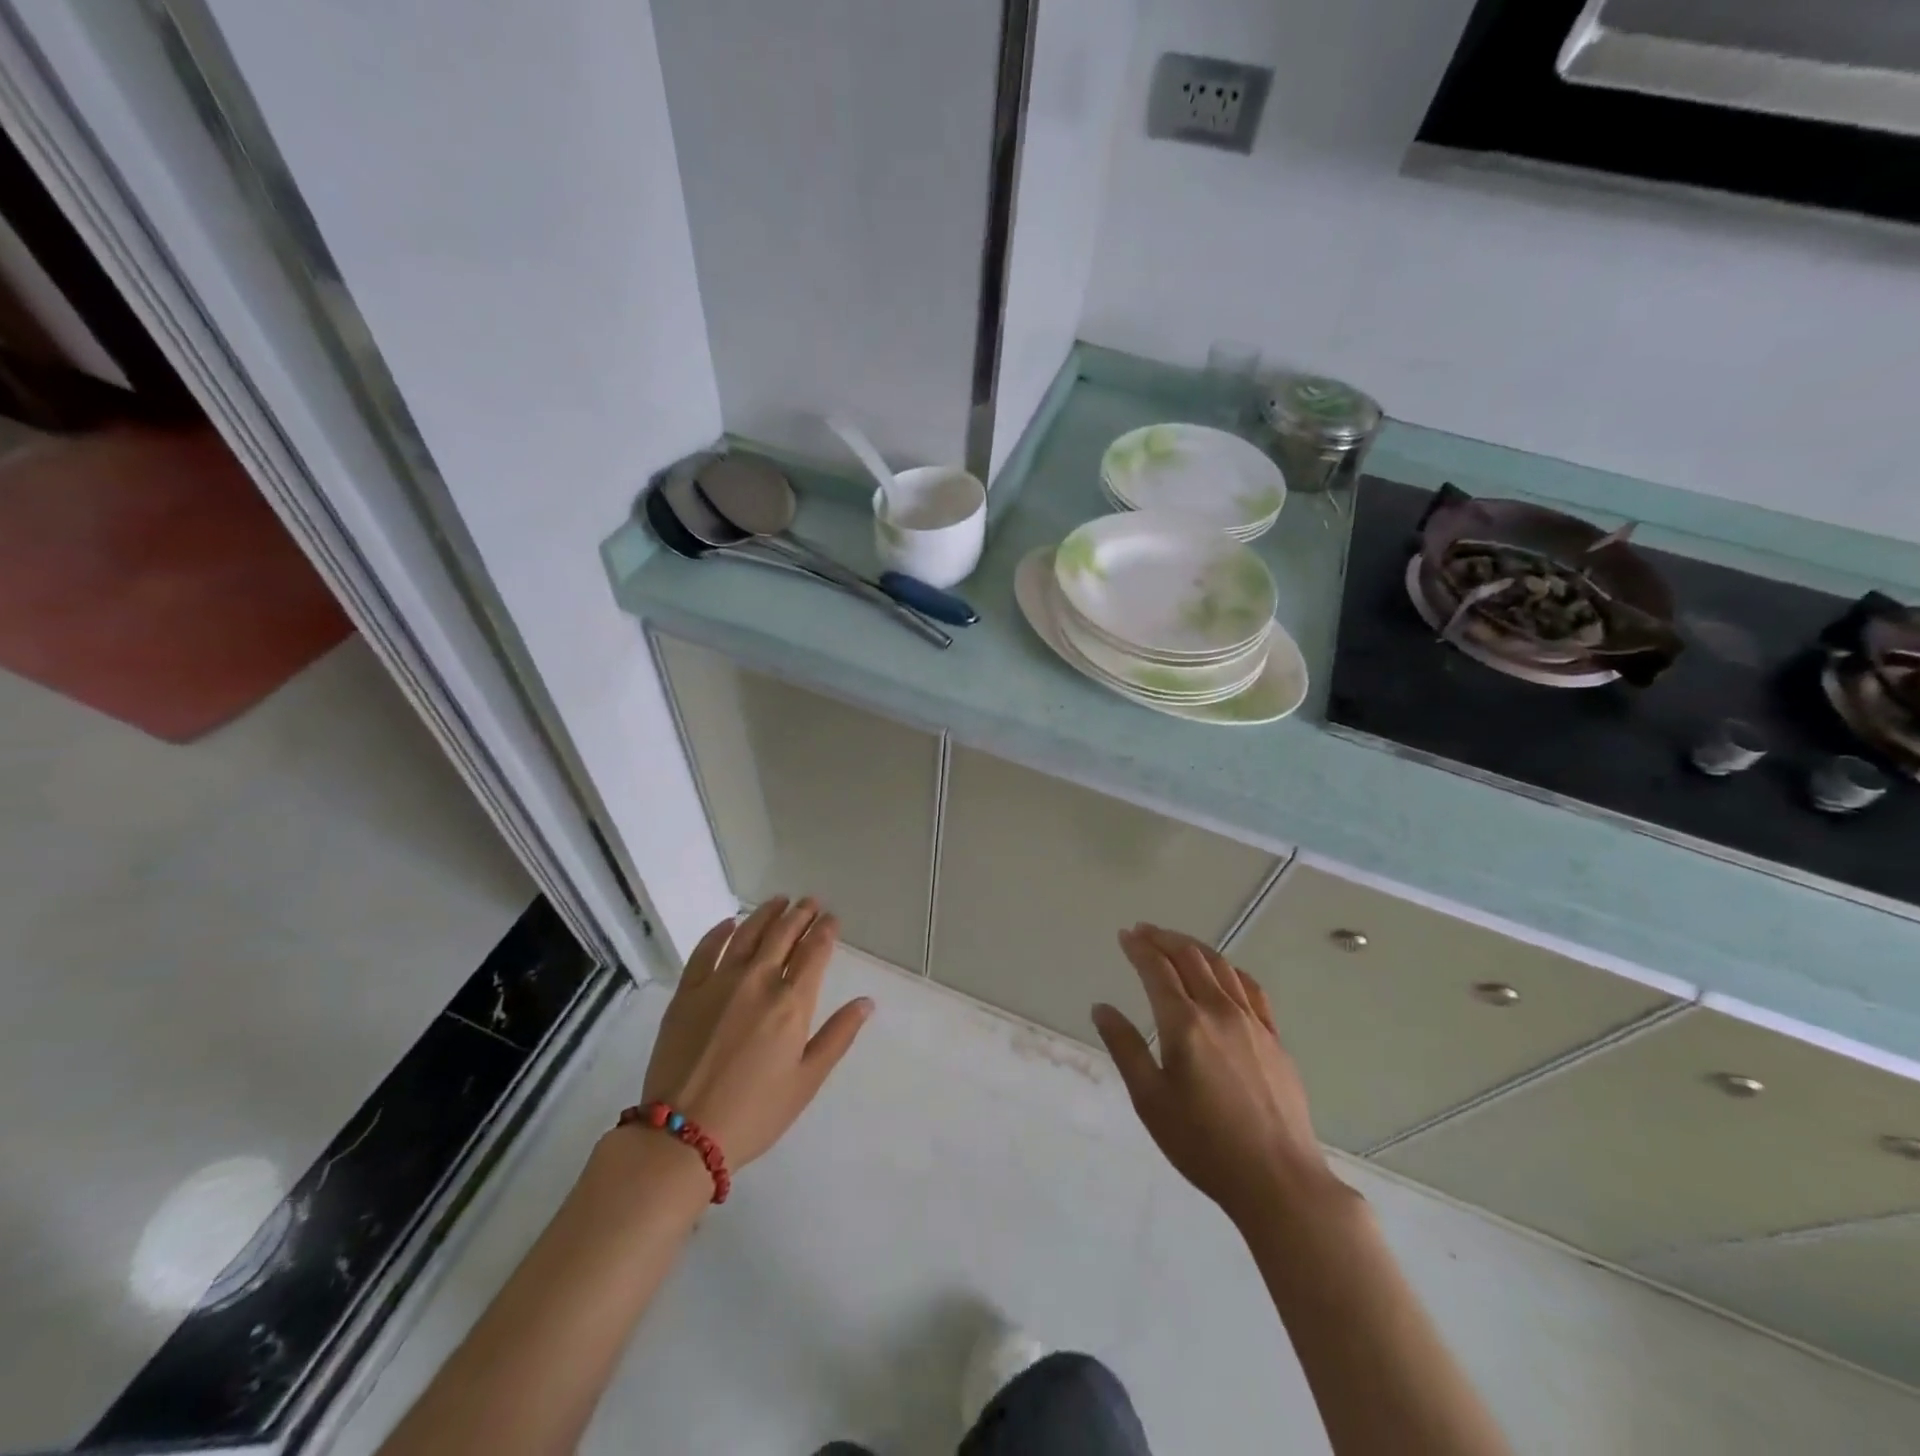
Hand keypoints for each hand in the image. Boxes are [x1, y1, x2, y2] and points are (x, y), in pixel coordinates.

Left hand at [640, 896, 871, 1169]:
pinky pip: (705, 950)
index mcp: (792, 1003)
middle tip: (810, 902)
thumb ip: (838, 1036)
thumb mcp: (806, 1081)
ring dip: (767, 913)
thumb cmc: (754, 1113)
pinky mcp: (687, 992)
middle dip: (801, 914)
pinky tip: (729, 923)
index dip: (825, 930)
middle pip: (784, 934)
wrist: (682, 1135)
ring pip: (748, 933)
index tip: (832, 919)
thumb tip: (866, 1002)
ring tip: (779, 900)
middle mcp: (758, 981)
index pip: (814, 951)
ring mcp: (719, 982)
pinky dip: (719, 931)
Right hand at [1092, 924, 1344, 1226]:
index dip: (1138, 948)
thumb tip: (1101, 1008)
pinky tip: (1224, 974)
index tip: (1124, 935)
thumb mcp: (1150, 1100)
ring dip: (1194, 947)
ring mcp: (1252, 1022)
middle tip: (1143, 931)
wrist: (1279, 1180)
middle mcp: (1219, 1011)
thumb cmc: (1203, 1144)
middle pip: (1190, 957)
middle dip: (1163, 938)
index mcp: (1184, 1023)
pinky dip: (1229, 970)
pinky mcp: (1274, 1038)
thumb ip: (1125, 1048)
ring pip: (1221, 967)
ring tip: (1176, 944)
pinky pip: (1251, 989)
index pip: (1156, 969)